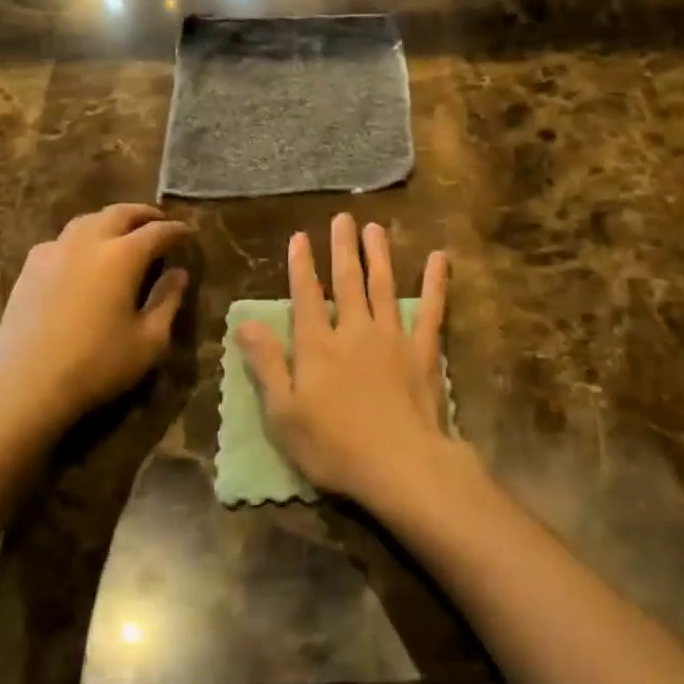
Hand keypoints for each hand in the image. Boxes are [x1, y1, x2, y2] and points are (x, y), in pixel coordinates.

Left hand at [0, 204, 190, 439]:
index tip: (189, 233)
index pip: (158, 231)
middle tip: (158, 222)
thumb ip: (168, 301)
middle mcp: (90, 242)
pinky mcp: (30, 267)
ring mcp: (55, 251)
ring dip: (110, 220)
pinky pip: (61, 240)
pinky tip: (80, 255)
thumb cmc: (97, 364)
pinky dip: (80, 238)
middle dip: (144, 214)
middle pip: (120, 213)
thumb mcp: (149, 341)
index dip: (177, 230)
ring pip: (88, 220)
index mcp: (123, 256)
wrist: (26, 384)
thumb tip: (179, 273)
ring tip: (121, 231)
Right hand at [237, 213, 456, 508]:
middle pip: (347, 281)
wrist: (401, 466)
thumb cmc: (334, 446)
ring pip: (383, 286)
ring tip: (375, 228)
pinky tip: (440, 259)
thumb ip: (265, 364)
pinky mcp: (423, 351)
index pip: (306, 296)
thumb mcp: (283, 413)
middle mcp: (354, 330)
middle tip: (343, 218)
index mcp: (318, 346)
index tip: (300, 237)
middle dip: (343, 248)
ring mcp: (392, 337)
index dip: (301, 266)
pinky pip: (431, 310)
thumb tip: (243, 323)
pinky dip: (436, 283)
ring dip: (378, 254)